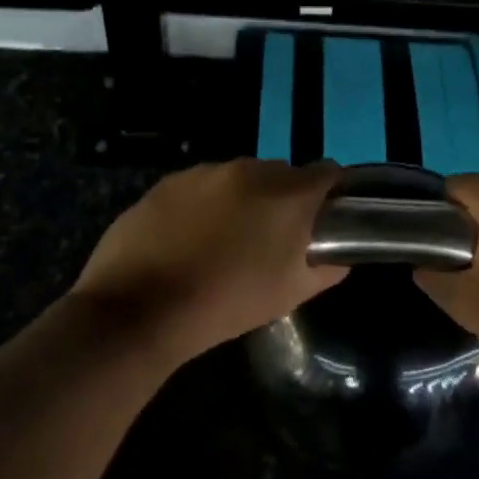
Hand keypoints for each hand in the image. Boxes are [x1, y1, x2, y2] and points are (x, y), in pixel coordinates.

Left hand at [69, 159, 346, 363]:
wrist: (139, 309)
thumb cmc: (226, 304)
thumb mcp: (289, 295)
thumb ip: (326, 267)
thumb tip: (338, 255)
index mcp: (288, 194)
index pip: (328, 173)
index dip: (331, 194)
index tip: (324, 218)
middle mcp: (250, 169)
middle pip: (282, 174)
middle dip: (284, 199)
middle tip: (272, 237)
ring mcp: (205, 172)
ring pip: (240, 177)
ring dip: (243, 199)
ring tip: (225, 240)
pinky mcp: (169, 181)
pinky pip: (201, 185)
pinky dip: (205, 204)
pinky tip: (189, 238)